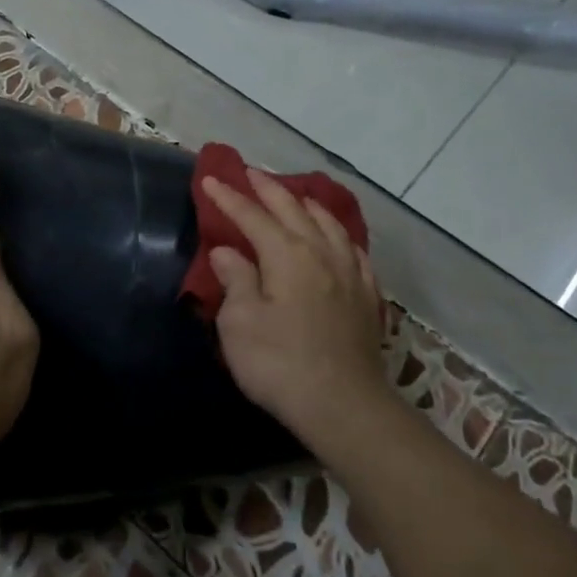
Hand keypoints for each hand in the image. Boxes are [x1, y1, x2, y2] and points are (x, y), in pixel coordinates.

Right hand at [203, 170, 391, 449]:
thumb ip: (235, 280)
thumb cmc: (280, 363)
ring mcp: (349, 273)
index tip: (210, 180)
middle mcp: (321, 253)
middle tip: (251, 172)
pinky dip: (339, 234)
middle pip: (294, 210)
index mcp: (287, 255)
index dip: (229, 197)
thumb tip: (228, 251)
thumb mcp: (240, 323)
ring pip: (329, 224)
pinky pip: (354, 250)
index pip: (252, 216)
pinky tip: (338, 238)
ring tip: (295, 196)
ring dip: (307, 205)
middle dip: (269, 189)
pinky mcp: (366, 296)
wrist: (343, 404)